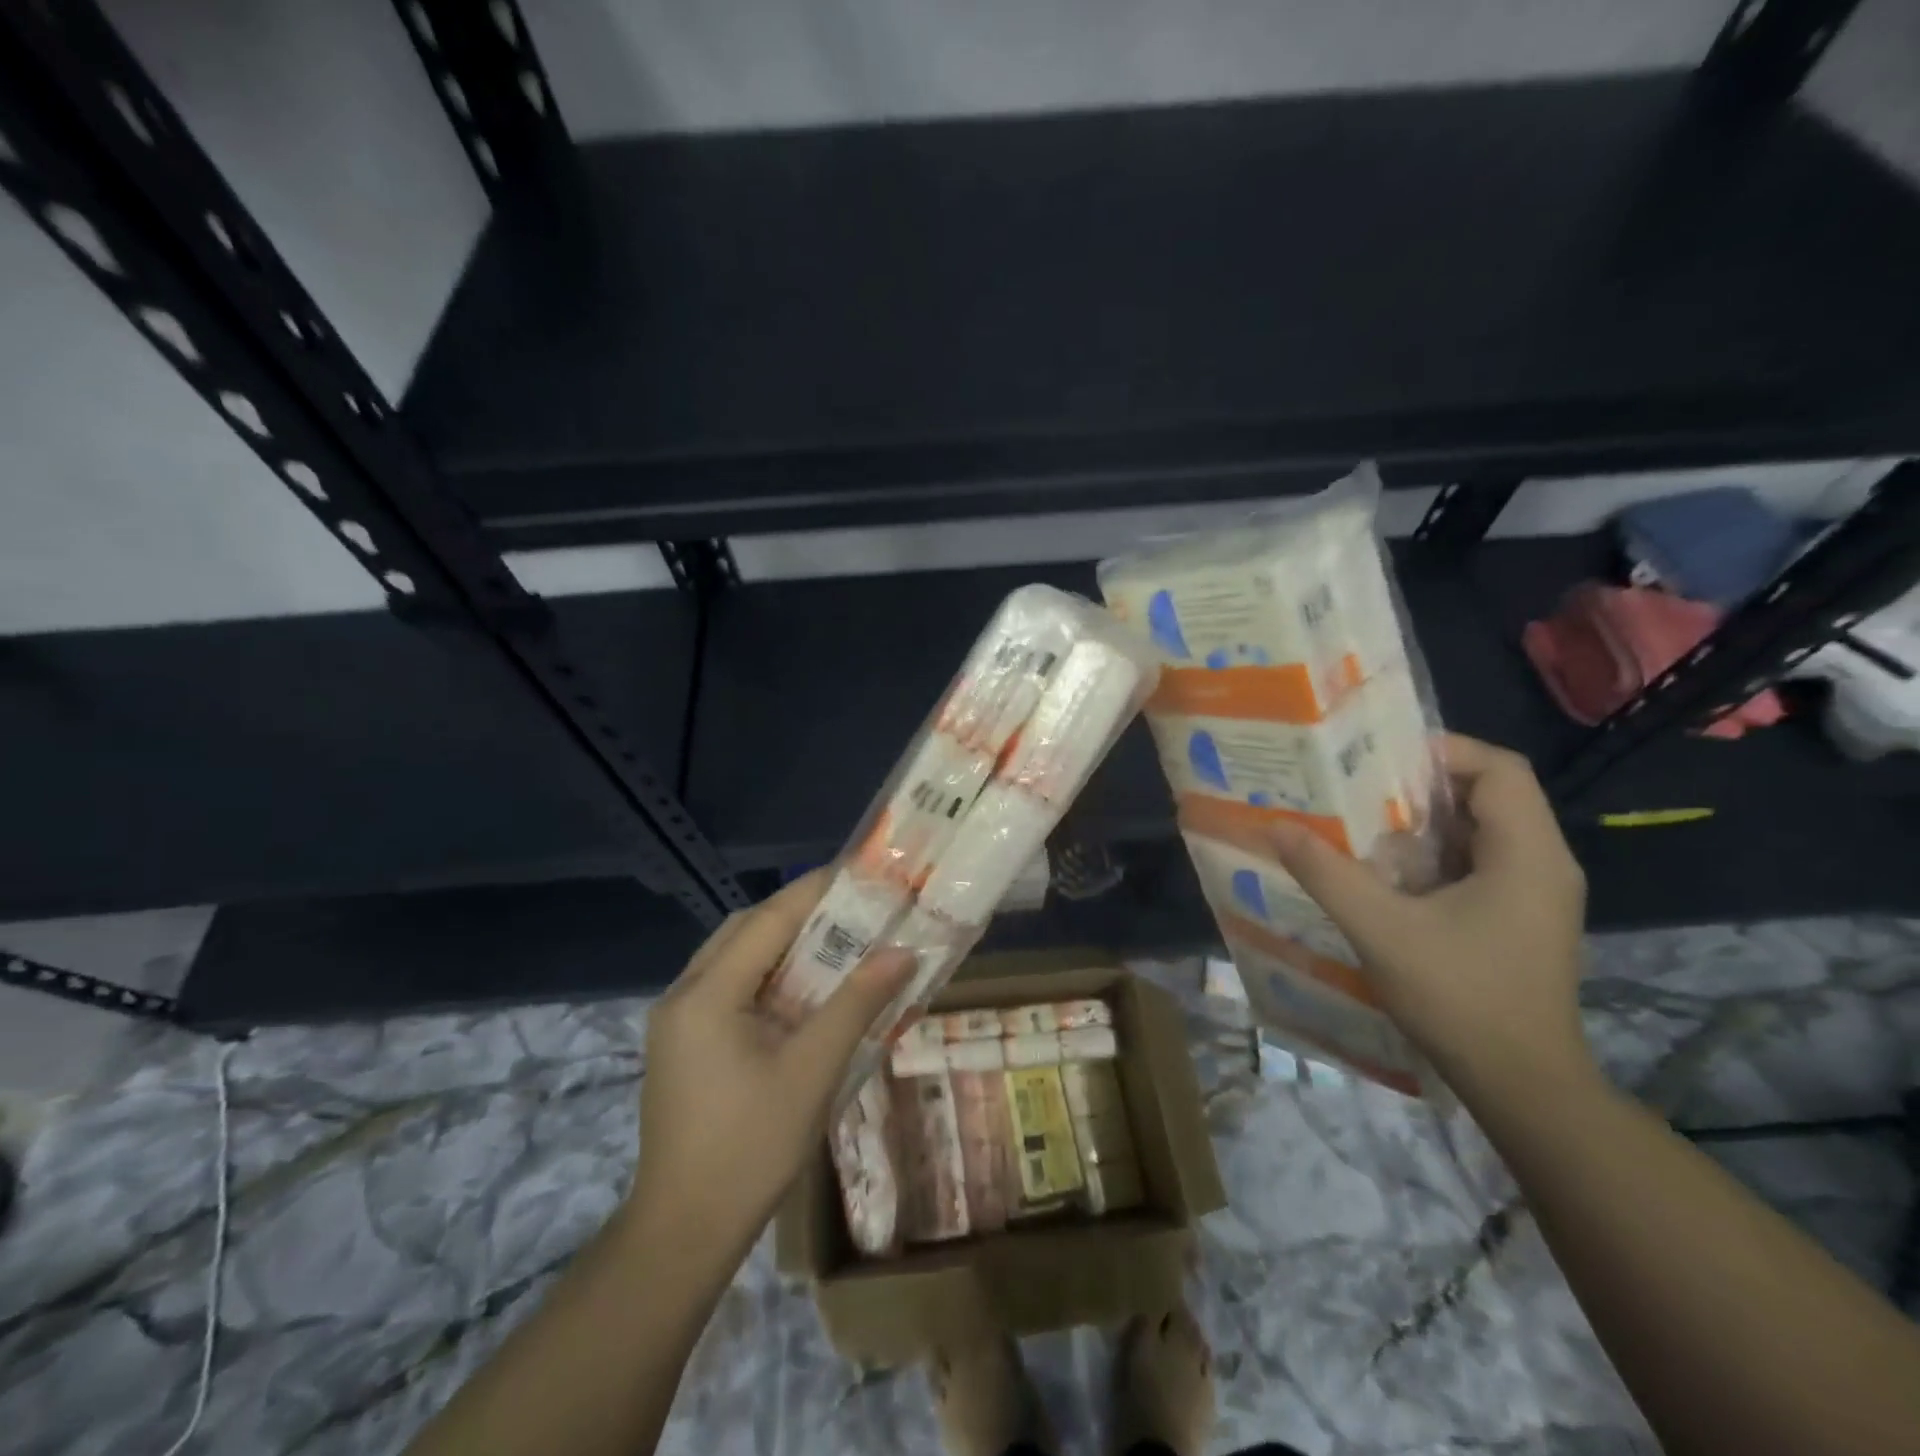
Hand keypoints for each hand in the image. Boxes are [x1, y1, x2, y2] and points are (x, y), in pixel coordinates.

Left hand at [625, 870, 914, 1259]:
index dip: (814, 891)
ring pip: (735, 957)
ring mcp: (677, 1021)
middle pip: (745, 930)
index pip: (768, 920)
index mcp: (707, 994)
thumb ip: (856, 1004)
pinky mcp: (683, 1044)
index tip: (859, 873)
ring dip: (783, 944)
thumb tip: (902, 953)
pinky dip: (768, 976)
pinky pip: (728, 987)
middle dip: (799, 914)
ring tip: (836, 943)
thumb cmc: (750, 1149)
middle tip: (853, 911)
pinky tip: (802, 992)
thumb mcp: (812, 1072)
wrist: (682, 1233)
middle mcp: (683, 994)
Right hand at [1267, 733, 1592, 1100]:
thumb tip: (1276, 826)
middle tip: (1359, 786)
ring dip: (1426, 821)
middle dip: (1424, 785)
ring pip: (1484, 830)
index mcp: (1527, 854)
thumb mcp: (1380, 929)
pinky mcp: (1522, 918)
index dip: (1443, 751)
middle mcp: (1544, 863)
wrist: (1522, 1084)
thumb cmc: (1460, 997)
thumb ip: (1327, 873)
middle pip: (1491, 794)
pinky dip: (1437, 853)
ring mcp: (1537, 894)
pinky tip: (1390, 871)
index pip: (1500, 769)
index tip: (1381, 758)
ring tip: (1364, 821)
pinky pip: (1481, 862)